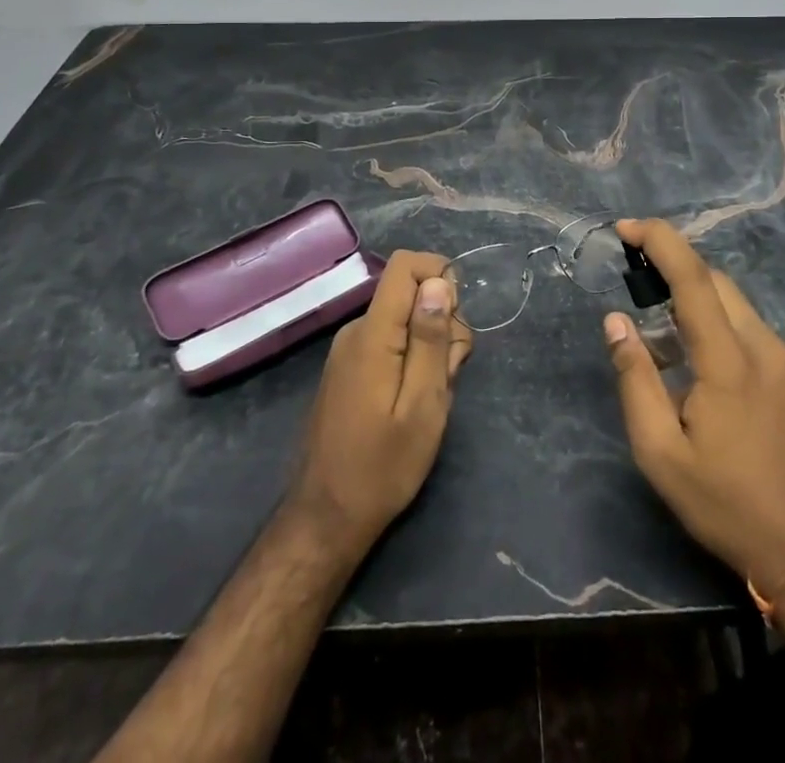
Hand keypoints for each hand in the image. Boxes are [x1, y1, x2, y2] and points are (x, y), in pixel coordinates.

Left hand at [285, 251, 471, 554]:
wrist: (326, 518)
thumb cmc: (382, 466)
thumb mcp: (423, 405)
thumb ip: (431, 339)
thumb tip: (439, 282)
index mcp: (373, 333)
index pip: (405, 265)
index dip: (439, 275)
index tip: (458, 320)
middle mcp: (356, 330)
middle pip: (410, 294)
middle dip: (442, 323)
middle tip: (448, 377)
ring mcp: (349, 350)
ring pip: (404, 321)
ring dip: (430, 348)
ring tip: (432, 399)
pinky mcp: (349, 369)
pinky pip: (390, 343)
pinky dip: (412, 361)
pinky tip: (414, 403)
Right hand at [605, 218, 784, 593]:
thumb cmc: (727, 504)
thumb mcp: (661, 453)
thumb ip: (635, 379)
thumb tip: (616, 321)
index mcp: (729, 361)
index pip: (693, 278)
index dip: (660, 241)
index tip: (626, 227)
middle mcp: (765, 347)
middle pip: (716, 282)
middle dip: (674, 267)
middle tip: (636, 282)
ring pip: (736, 306)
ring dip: (696, 302)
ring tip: (663, 337)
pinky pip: (753, 331)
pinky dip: (720, 326)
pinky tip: (702, 368)